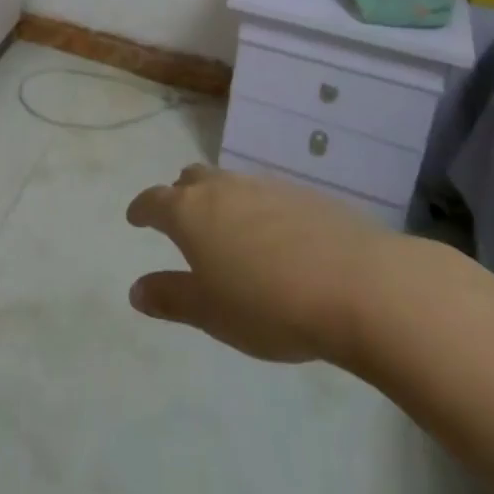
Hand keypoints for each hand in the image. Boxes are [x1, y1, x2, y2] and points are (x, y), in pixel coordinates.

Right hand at [125, 165, 397, 366]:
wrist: (359, 284)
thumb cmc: (270, 304)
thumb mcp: (211, 313)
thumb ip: (171, 298)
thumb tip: (136, 290)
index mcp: (190, 212)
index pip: (154, 200)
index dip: (141, 209)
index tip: (134, 217)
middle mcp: (222, 188)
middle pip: (190, 180)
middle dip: (179, 195)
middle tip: (180, 219)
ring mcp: (263, 186)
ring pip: (228, 183)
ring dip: (219, 200)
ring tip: (226, 230)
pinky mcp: (302, 194)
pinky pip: (264, 195)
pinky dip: (255, 209)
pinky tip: (273, 239)